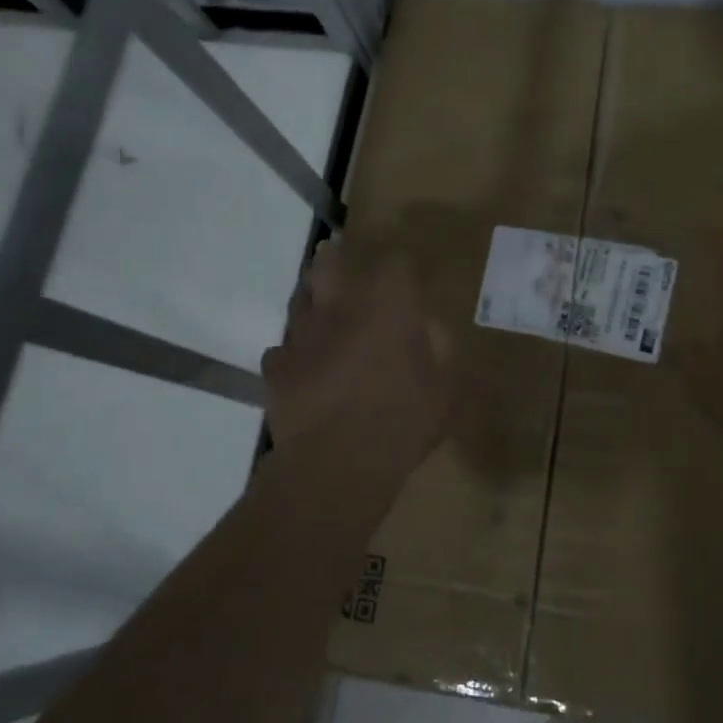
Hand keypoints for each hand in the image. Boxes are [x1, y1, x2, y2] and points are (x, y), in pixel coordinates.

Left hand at [262, 237, 453, 487]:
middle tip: (344, 259)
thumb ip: (441, 351)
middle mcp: (340, 308)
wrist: (335, 465)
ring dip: (313, 298)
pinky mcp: (277, 367)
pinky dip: (294, 351)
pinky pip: (283, 348)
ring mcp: (302, 335)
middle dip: (337, 257)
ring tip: (323, 309)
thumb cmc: (402, 421)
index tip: (407, 274)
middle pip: (330, 262)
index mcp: (387, 306)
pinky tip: (304, 365)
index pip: (395, 262)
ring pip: (301, 299)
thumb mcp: (446, 389)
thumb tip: (430, 330)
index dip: (401, 264)